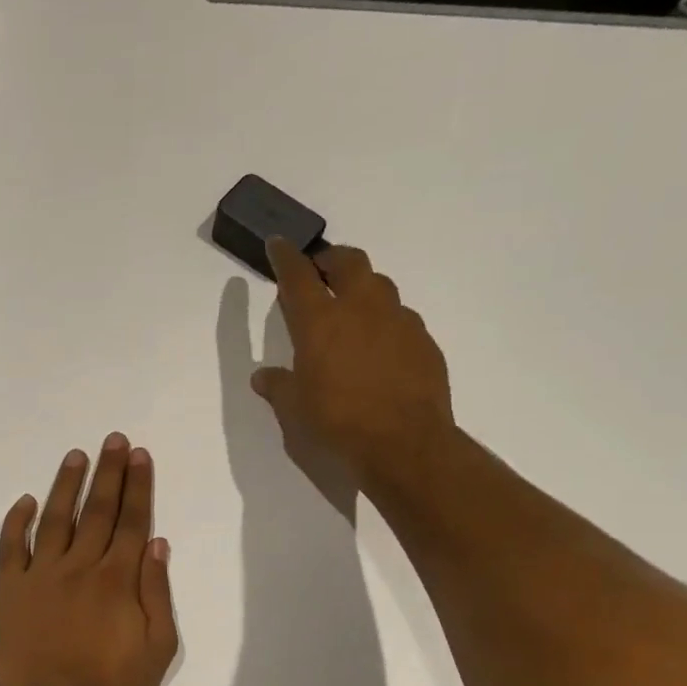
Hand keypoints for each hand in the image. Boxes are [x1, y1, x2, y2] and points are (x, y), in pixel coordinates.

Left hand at [0, 435, 178, 685]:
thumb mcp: (158, 650)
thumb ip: (157, 594)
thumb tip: (156, 544)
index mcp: (117, 580)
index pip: (130, 521)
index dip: (137, 486)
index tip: (139, 456)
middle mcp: (79, 567)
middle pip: (97, 510)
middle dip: (109, 472)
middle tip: (114, 440)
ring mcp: (40, 576)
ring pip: (55, 519)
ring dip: (66, 485)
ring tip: (76, 456)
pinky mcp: (10, 590)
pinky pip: (11, 547)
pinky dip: (16, 522)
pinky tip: (24, 502)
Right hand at [251, 238, 455, 494]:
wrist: (403, 442)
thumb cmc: (337, 423)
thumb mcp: (295, 409)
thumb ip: (278, 386)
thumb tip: (262, 377)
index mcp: (320, 322)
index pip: (298, 275)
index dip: (285, 257)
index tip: (278, 243)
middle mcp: (361, 308)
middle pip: (348, 262)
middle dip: (331, 259)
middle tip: (321, 271)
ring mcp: (398, 320)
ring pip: (380, 285)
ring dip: (362, 287)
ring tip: (352, 308)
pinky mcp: (423, 339)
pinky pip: (401, 318)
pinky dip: (385, 321)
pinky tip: (380, 346)